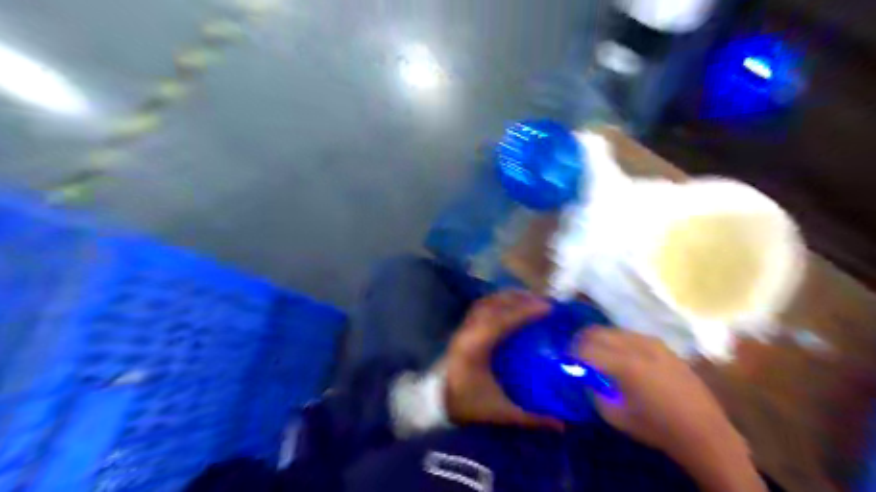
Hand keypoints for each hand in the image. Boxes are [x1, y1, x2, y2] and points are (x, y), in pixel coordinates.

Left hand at [442, 292, 564, 429]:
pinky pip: (480, 308)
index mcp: (476, 347)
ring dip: (508, 298)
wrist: (435, 406)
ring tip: (530, 299)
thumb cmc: (467, 406)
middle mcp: (468, 331)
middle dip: (520, 300)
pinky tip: (510, 307)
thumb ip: (531, 418)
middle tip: (544, 301)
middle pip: (494, 305)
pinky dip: (497, 303)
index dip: (525, 311)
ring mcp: (463, 328)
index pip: (502, 320)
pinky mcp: (462, 329)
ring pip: (486, 303)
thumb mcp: (500, 413)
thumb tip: (562, 425)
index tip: (548, 307)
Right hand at [580, 329, 763, 491]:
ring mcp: (651, 342)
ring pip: (613, 329)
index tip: (566, 362)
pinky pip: (630, 334)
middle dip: (581, 341)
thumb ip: (593, 391)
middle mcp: (636, 346)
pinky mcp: (662, 344)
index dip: (570, 353)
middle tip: (576, 355)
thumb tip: (583, 376)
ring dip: (599, 338)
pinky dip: (617, 340)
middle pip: (596, 331)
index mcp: (624, 365)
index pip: (585, 348)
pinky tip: (620, 355)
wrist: (704, 430)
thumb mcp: (615, 416)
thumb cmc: (656, 427)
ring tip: (596, 354)